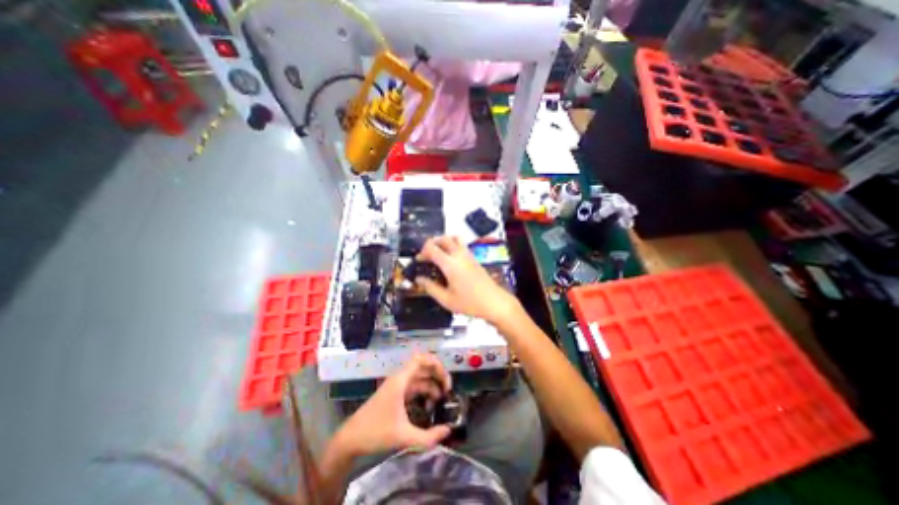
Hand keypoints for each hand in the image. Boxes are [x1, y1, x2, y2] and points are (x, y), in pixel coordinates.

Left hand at [334, 350, 452, 458]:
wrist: (350, 440)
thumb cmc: (375, 433)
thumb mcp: (403, 437)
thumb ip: (428, 437)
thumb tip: (447, 431)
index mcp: (400, 381)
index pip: (420, 359)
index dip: (436, 364)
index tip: (446, 379)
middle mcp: (400, 379)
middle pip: (423, 368)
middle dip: (437, 376)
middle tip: (448, 391)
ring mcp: (397, 387)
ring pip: (419, 379)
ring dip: (431, 386)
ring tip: (441, 402)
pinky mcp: (396, 396)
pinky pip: (414, 388)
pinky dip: (424, 393)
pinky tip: (429, 406)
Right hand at [414, 234, 519, 323]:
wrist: (494, 302)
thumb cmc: (470, 303)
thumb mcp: (446, 299)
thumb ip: (430, 287)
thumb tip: (419, 279)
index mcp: (450, 264)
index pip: (432, 248)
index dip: (422, 252)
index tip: (419, 261)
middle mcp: (459, 255)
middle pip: (443, 238)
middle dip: (432, 243)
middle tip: (427, 256)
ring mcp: (469, 255)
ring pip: (454, 238)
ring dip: (444, 242)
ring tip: (438, 254)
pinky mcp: (474, 258)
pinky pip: (461, 244)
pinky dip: (452, 245)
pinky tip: (450, 260)